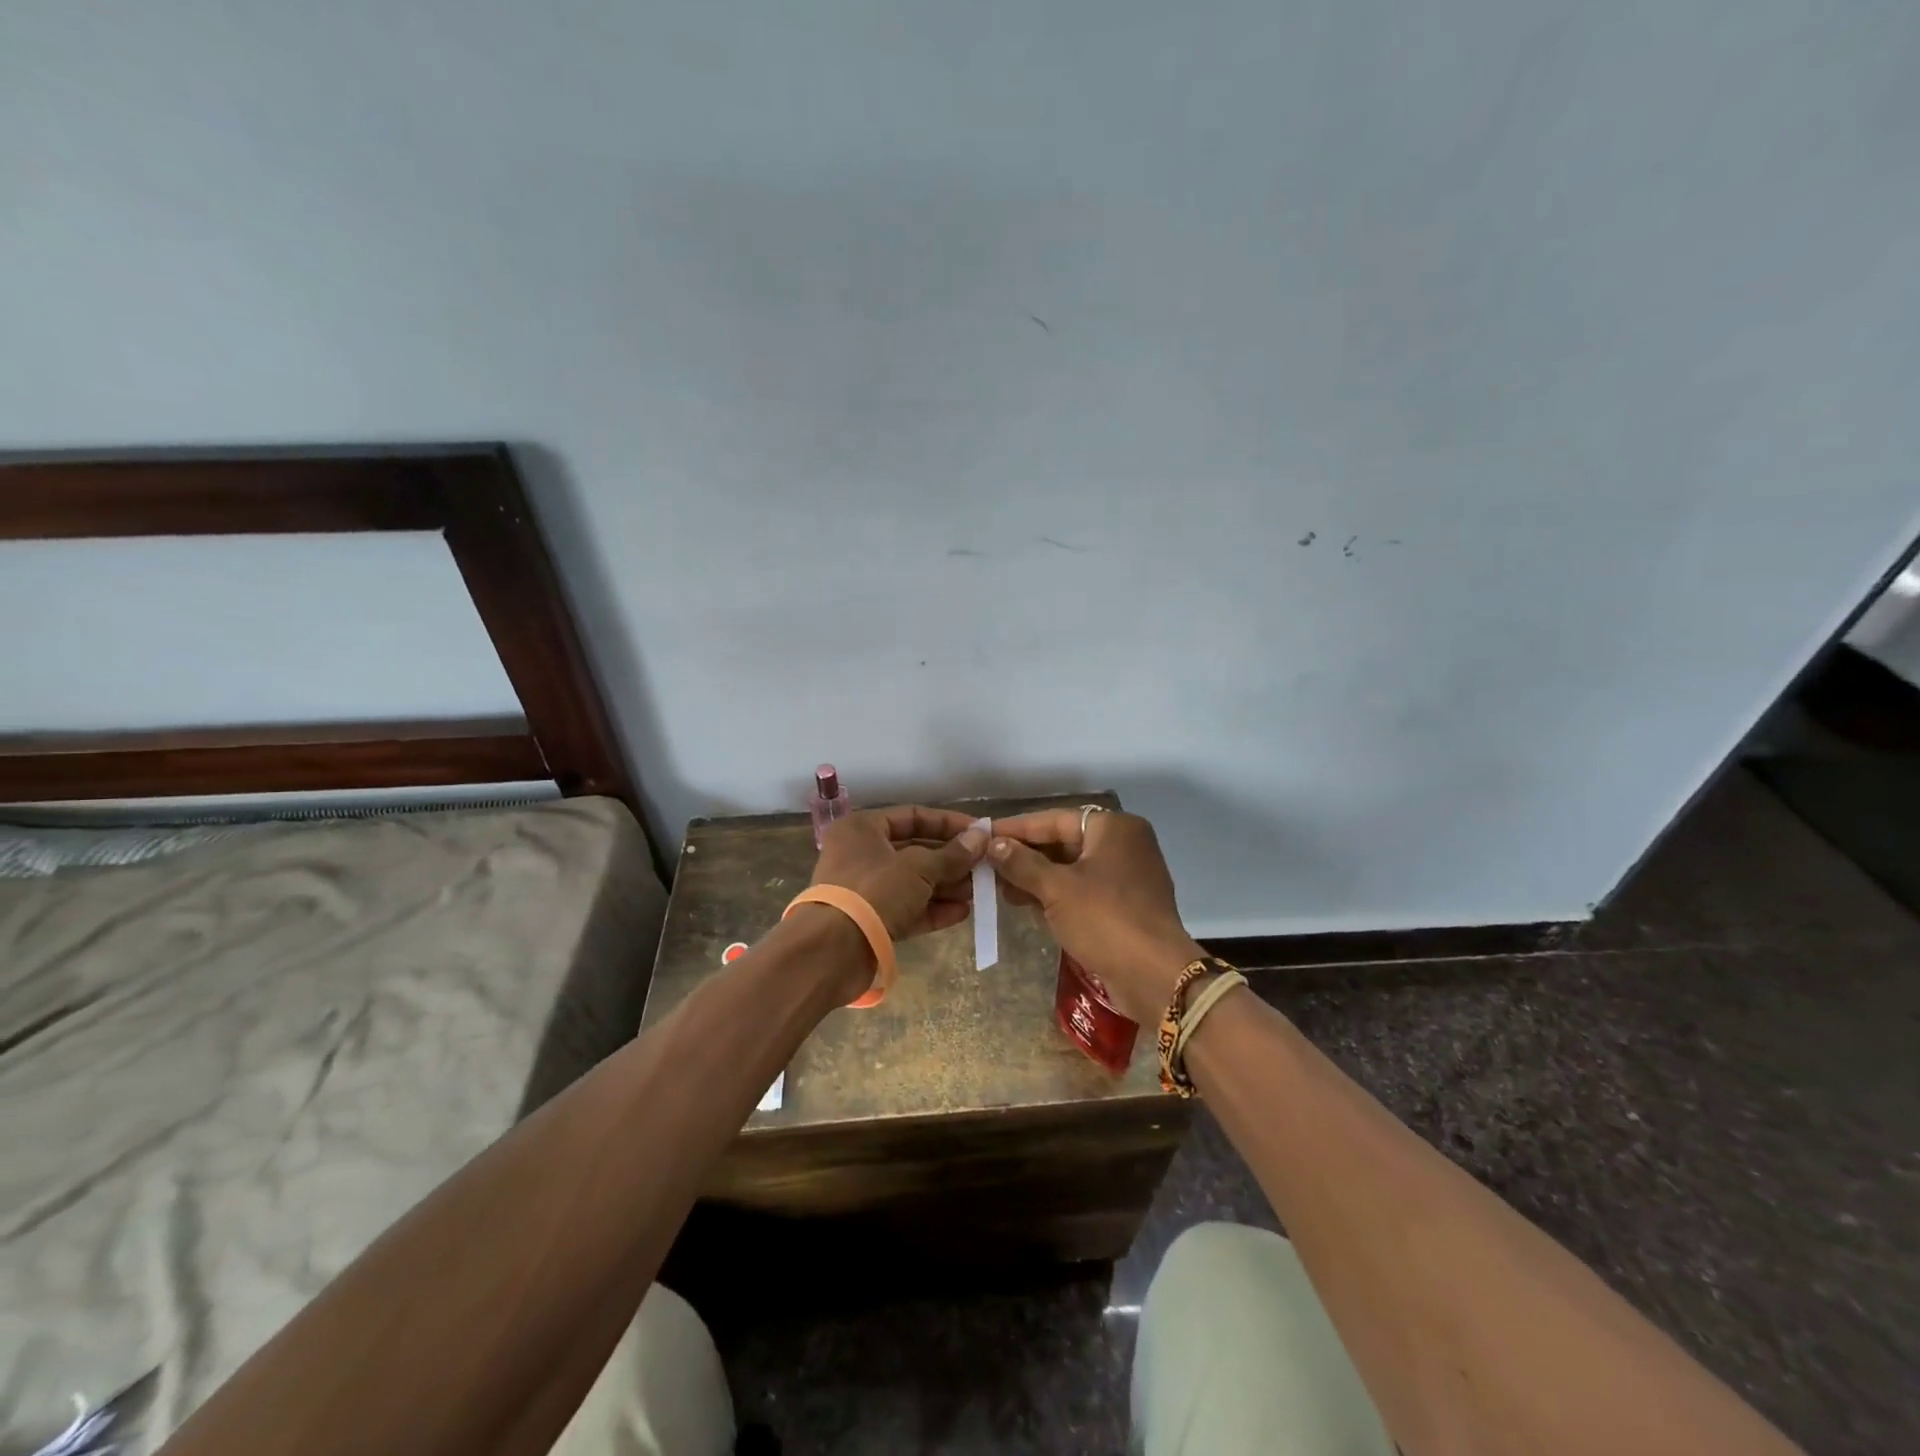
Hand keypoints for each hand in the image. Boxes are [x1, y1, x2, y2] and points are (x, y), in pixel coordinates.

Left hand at [813, 805, 988, 940]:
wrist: (832, 952)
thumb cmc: (874, 892)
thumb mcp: (919, 867)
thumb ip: (952, 854)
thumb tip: (982, 836)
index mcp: (863, 829)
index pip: (912, 816)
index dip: (948, 823)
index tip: (980, 832)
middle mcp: (861, 854)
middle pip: (915, 850)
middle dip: (951, 860)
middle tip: (984, 867)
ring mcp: (865, 890)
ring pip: (913, 882)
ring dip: (946, 886)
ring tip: (979, 892)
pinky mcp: (871, 921)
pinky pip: (907, 909)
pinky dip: (933, 910)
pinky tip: (962, 913)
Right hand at [989, 808, 1204, 1024]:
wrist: (1155, 976)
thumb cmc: (1104, 920)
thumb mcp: (1056, 889)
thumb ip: (1021, 863)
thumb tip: (993, 844)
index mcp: (1113, 828)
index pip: (1054, 819)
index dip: (1016, 829)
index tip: (983, 834)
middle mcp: (1124, 844)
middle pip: (1064, 842)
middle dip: (1025, 856)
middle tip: (988, 867)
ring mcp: (1128, 876)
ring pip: (1073, 868)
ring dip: (1038, 878)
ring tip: (1001, 890)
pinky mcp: (1127, 905)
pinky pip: (1085, 890)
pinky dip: (1058, 895)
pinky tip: (1029, 906)